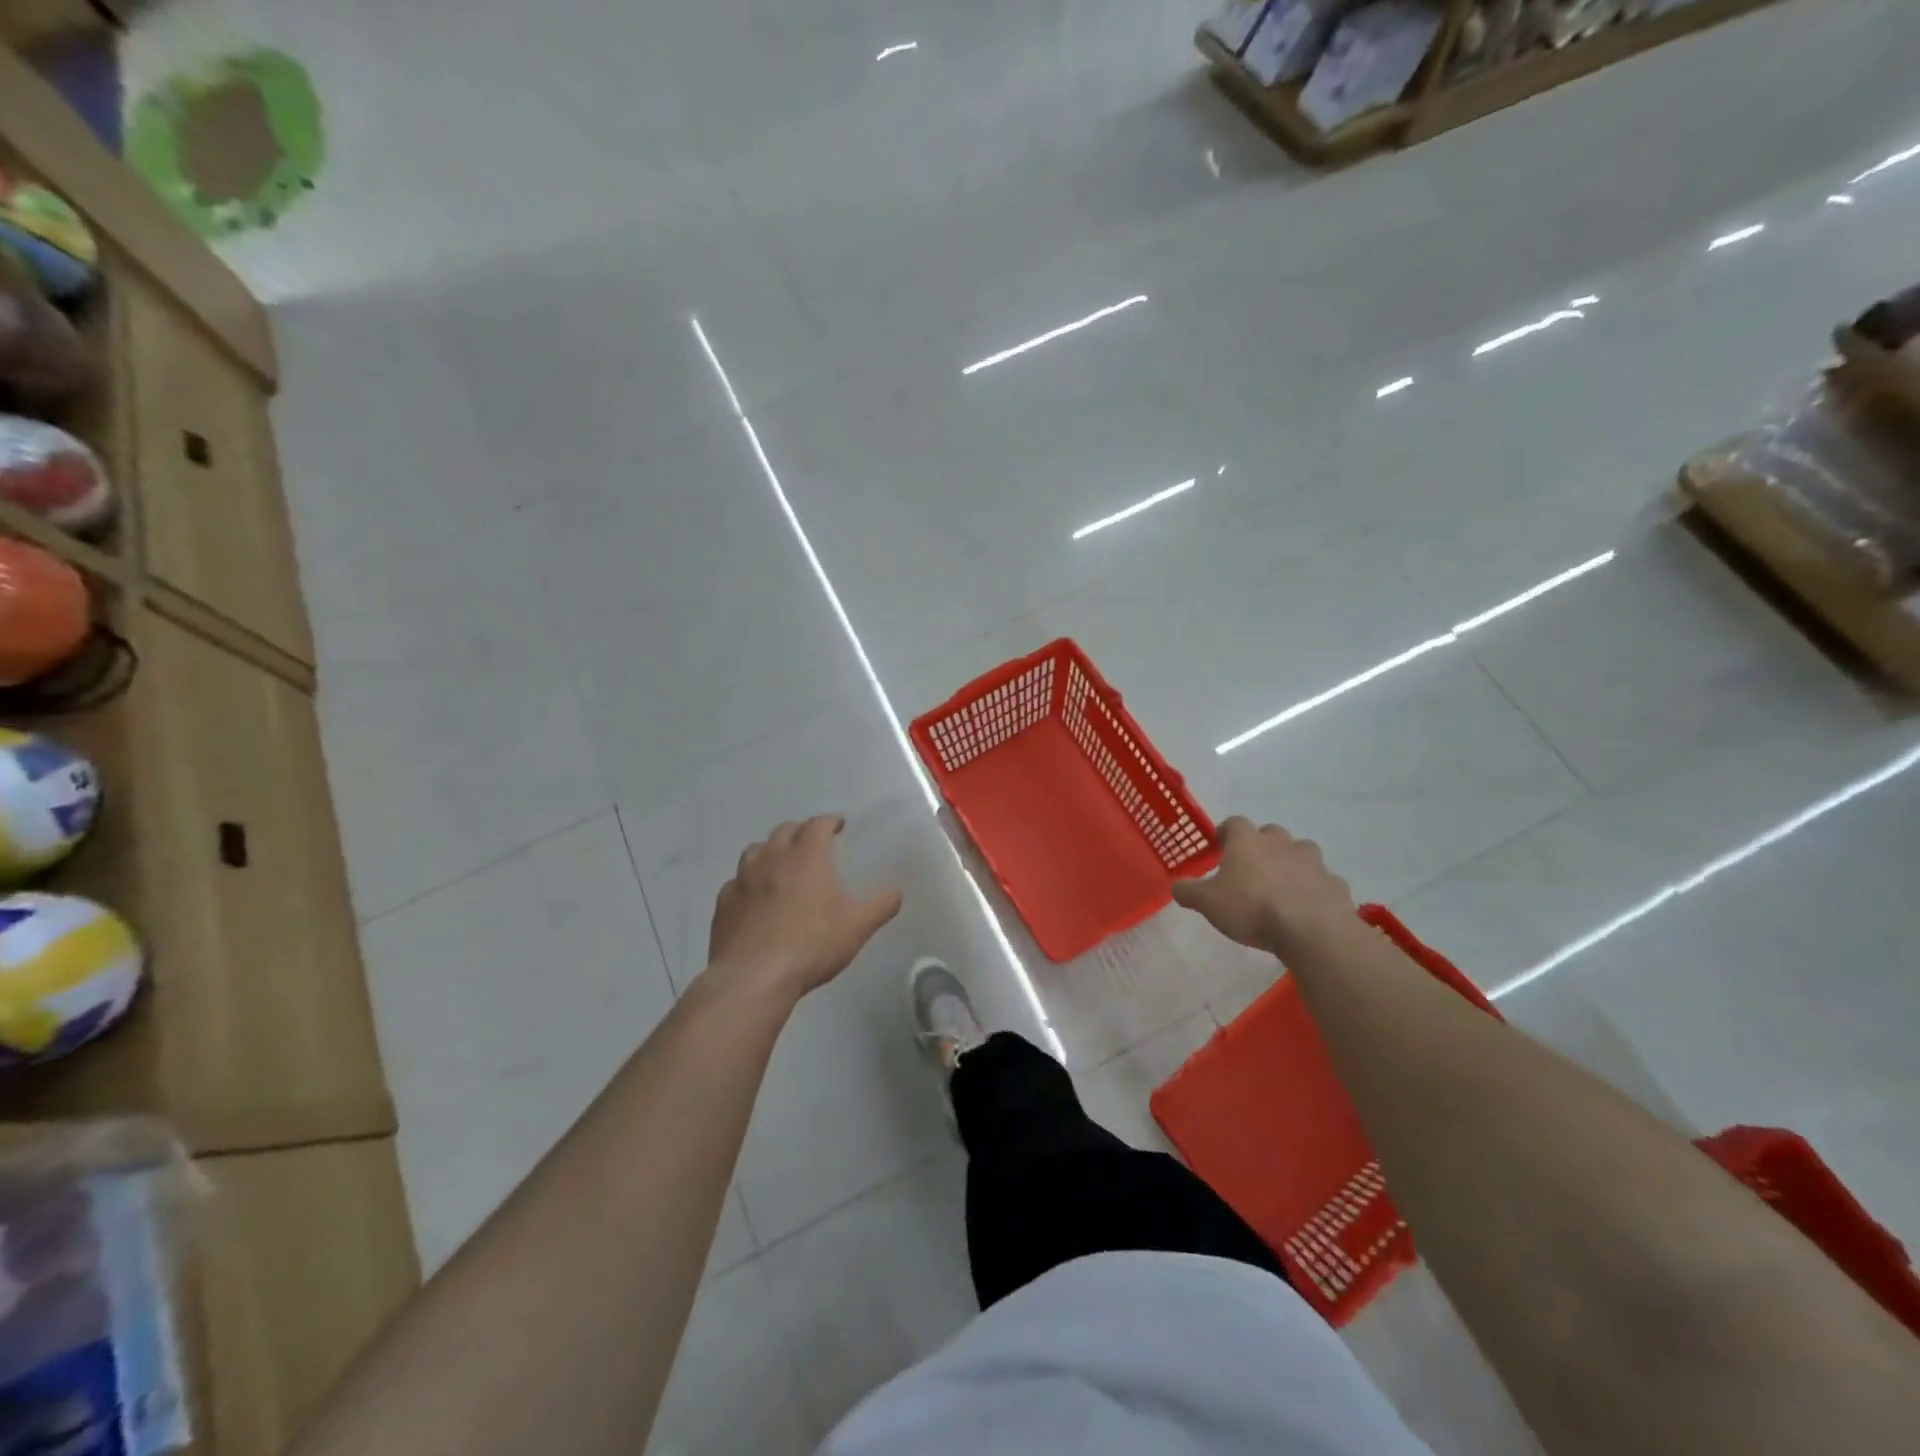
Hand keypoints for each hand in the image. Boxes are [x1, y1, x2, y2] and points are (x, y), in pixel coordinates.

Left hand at [705, 815, 902, 999]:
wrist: (754, 977)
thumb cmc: (811, 944)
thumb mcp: (858, 926)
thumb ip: (880, 905)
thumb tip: (896, 892)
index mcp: (806, 856)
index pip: (818, 825)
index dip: (829, 821)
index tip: (838, 825)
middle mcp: (771, 859)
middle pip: (784, 831)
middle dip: (800, 832)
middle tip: (811, 842)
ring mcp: (742, 880)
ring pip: (755, 851)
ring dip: (770, 851)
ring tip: (779, 864)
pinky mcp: (723, 904)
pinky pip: (735, 883)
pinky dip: (747, 883)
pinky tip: (753, 898)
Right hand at [1171, 817, 1355, 957]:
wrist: (1311, 930)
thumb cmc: (1252, 908)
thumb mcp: (1208, 903)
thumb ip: (1189, 891)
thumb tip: (1176, 884)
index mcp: (1248, 841)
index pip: (1234, 823)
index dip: (1226, 833)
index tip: (1221, 846)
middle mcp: (1281, 843)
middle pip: (1271, 833)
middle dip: (1262, 846)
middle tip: (1252, 868)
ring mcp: (1313, 862)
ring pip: (1301, 853)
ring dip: (1292, 864)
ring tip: (1282, 887)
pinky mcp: (1335, 885)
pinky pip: (1322, 881)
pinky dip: (1314, 889)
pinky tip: (1307, 908)